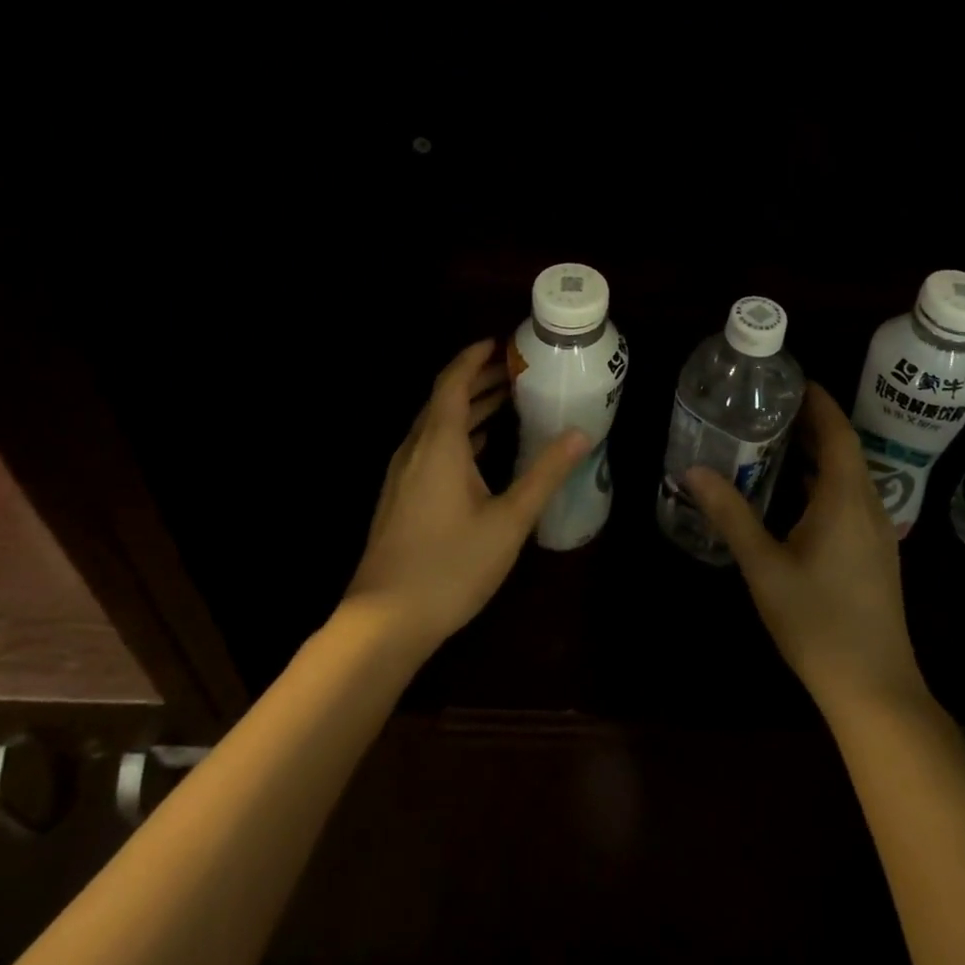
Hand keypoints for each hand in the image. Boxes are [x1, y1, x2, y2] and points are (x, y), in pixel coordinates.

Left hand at [345, 339, 590, 653]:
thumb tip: (580, 434)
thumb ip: (544, 473)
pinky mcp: (401, 496)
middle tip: (518, 370)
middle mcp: (416, 449)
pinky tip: (483, 449)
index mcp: (439, 443)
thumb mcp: (508, 519)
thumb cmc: (450, 565)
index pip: (454, 381)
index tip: (502, 342)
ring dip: (470, 408)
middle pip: (445, 399)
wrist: (383, 622)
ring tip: (509, 401)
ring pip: (437, 425)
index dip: (475, 357)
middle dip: (479, 380)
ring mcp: (404, 473)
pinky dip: (460, 435)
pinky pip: (432, 447)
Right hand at [686, 381, 926, 714]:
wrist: (874, 689)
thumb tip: (694, 470)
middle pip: (845, 449)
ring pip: (849, 474)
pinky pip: (851, 497)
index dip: (819, 402)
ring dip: (819, 452)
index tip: (792, 380)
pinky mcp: (875, 553)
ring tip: (778, 438)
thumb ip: (731, 514)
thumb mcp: (764, 566)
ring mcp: (877, 532)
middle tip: (771, 405)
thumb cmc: (817, 622)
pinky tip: (796, 492)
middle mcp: (868, 506)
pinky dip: (825, 479)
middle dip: (814, 423)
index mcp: (845, 499)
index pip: (837, 432)